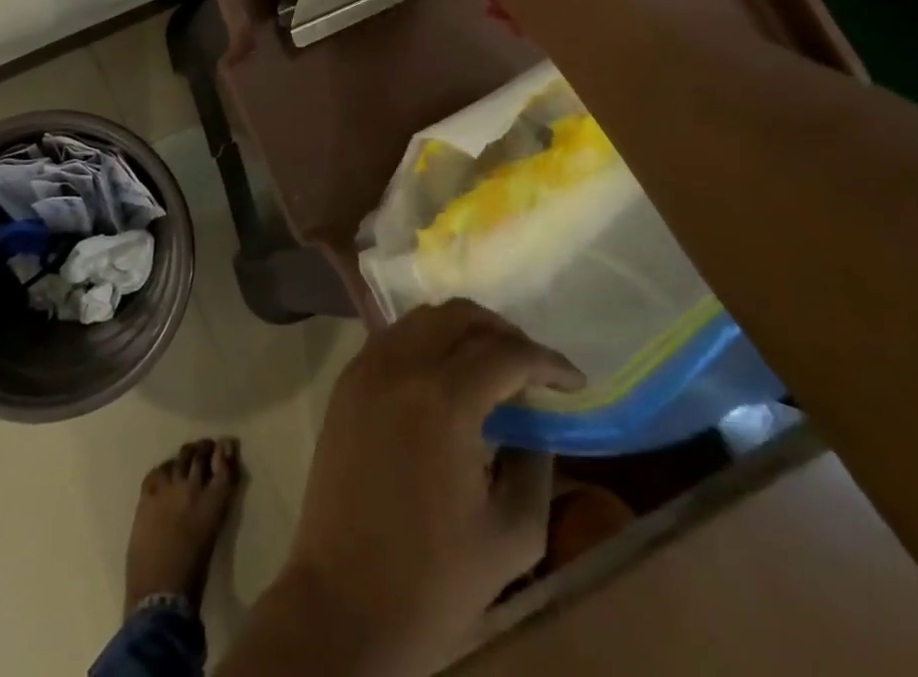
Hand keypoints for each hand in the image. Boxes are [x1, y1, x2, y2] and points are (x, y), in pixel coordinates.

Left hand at [278, 300, 582, 675]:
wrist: (343, 602)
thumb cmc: (434, 581)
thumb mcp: (513, 535)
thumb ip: (535, 465)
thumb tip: (535, 422)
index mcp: (443, 400)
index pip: (505, 353)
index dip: (548, 361)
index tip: (574, 381)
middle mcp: (399, 366)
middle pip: (459, 315)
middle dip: (504, 332)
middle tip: (532, 368)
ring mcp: (365, 368)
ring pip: (422, 318)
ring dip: (463, 330)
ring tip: (492, 367)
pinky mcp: (346, 382)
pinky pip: (393, 338)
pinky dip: (426, 341)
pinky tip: (446, 376)